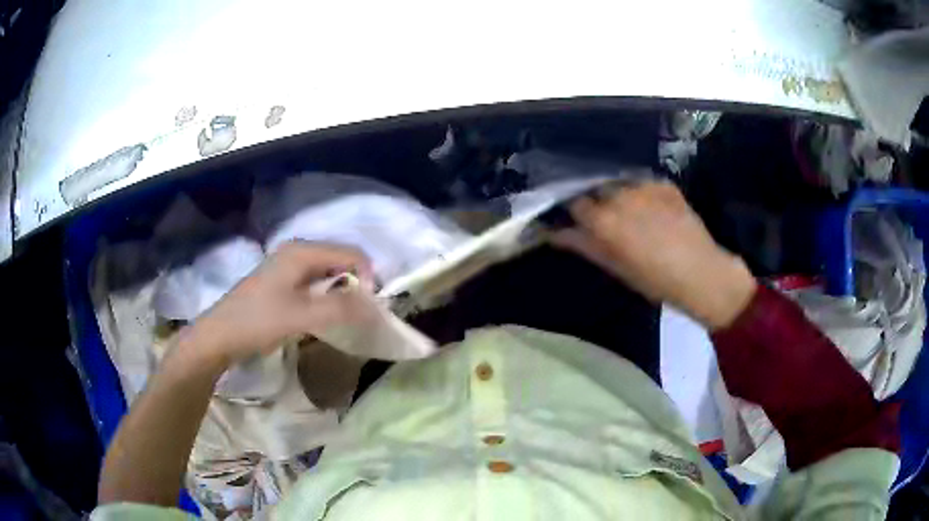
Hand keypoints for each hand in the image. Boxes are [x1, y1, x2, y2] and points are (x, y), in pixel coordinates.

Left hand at [180, 241, 373, 367]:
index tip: (369, 309)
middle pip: (341, 261)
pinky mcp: (282, 282)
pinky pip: (315, 283)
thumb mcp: (302, 316)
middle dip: (356, 286)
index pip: (353, 255)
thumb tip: (376, 306)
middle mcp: (297, 251)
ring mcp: (288, 266)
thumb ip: (340, 308)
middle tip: (359, 315)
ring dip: (342, 293)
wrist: (219, 336)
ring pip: (329, 273)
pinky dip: (326, 297)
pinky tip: (322, 316)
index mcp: (302, 251)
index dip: (368, 279)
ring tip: (344, 318)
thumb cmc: (258, 322)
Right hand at [553, 179, 755, 329]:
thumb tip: (553, 233)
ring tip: (629, 211)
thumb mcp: (615, 267)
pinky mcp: (664, 183)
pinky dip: (640, 192)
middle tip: (605, 218)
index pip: (575, 204)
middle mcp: (620, 195)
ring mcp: (644, 186)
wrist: (701, 273)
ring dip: (617, 193)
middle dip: (595, 200)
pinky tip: (650, 208)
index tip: (575, 219)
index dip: (573, 211)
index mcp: (604, 219)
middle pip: (596, 189)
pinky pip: (642, 182)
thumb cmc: (654, 280)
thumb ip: (583, 245)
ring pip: (619, 183)